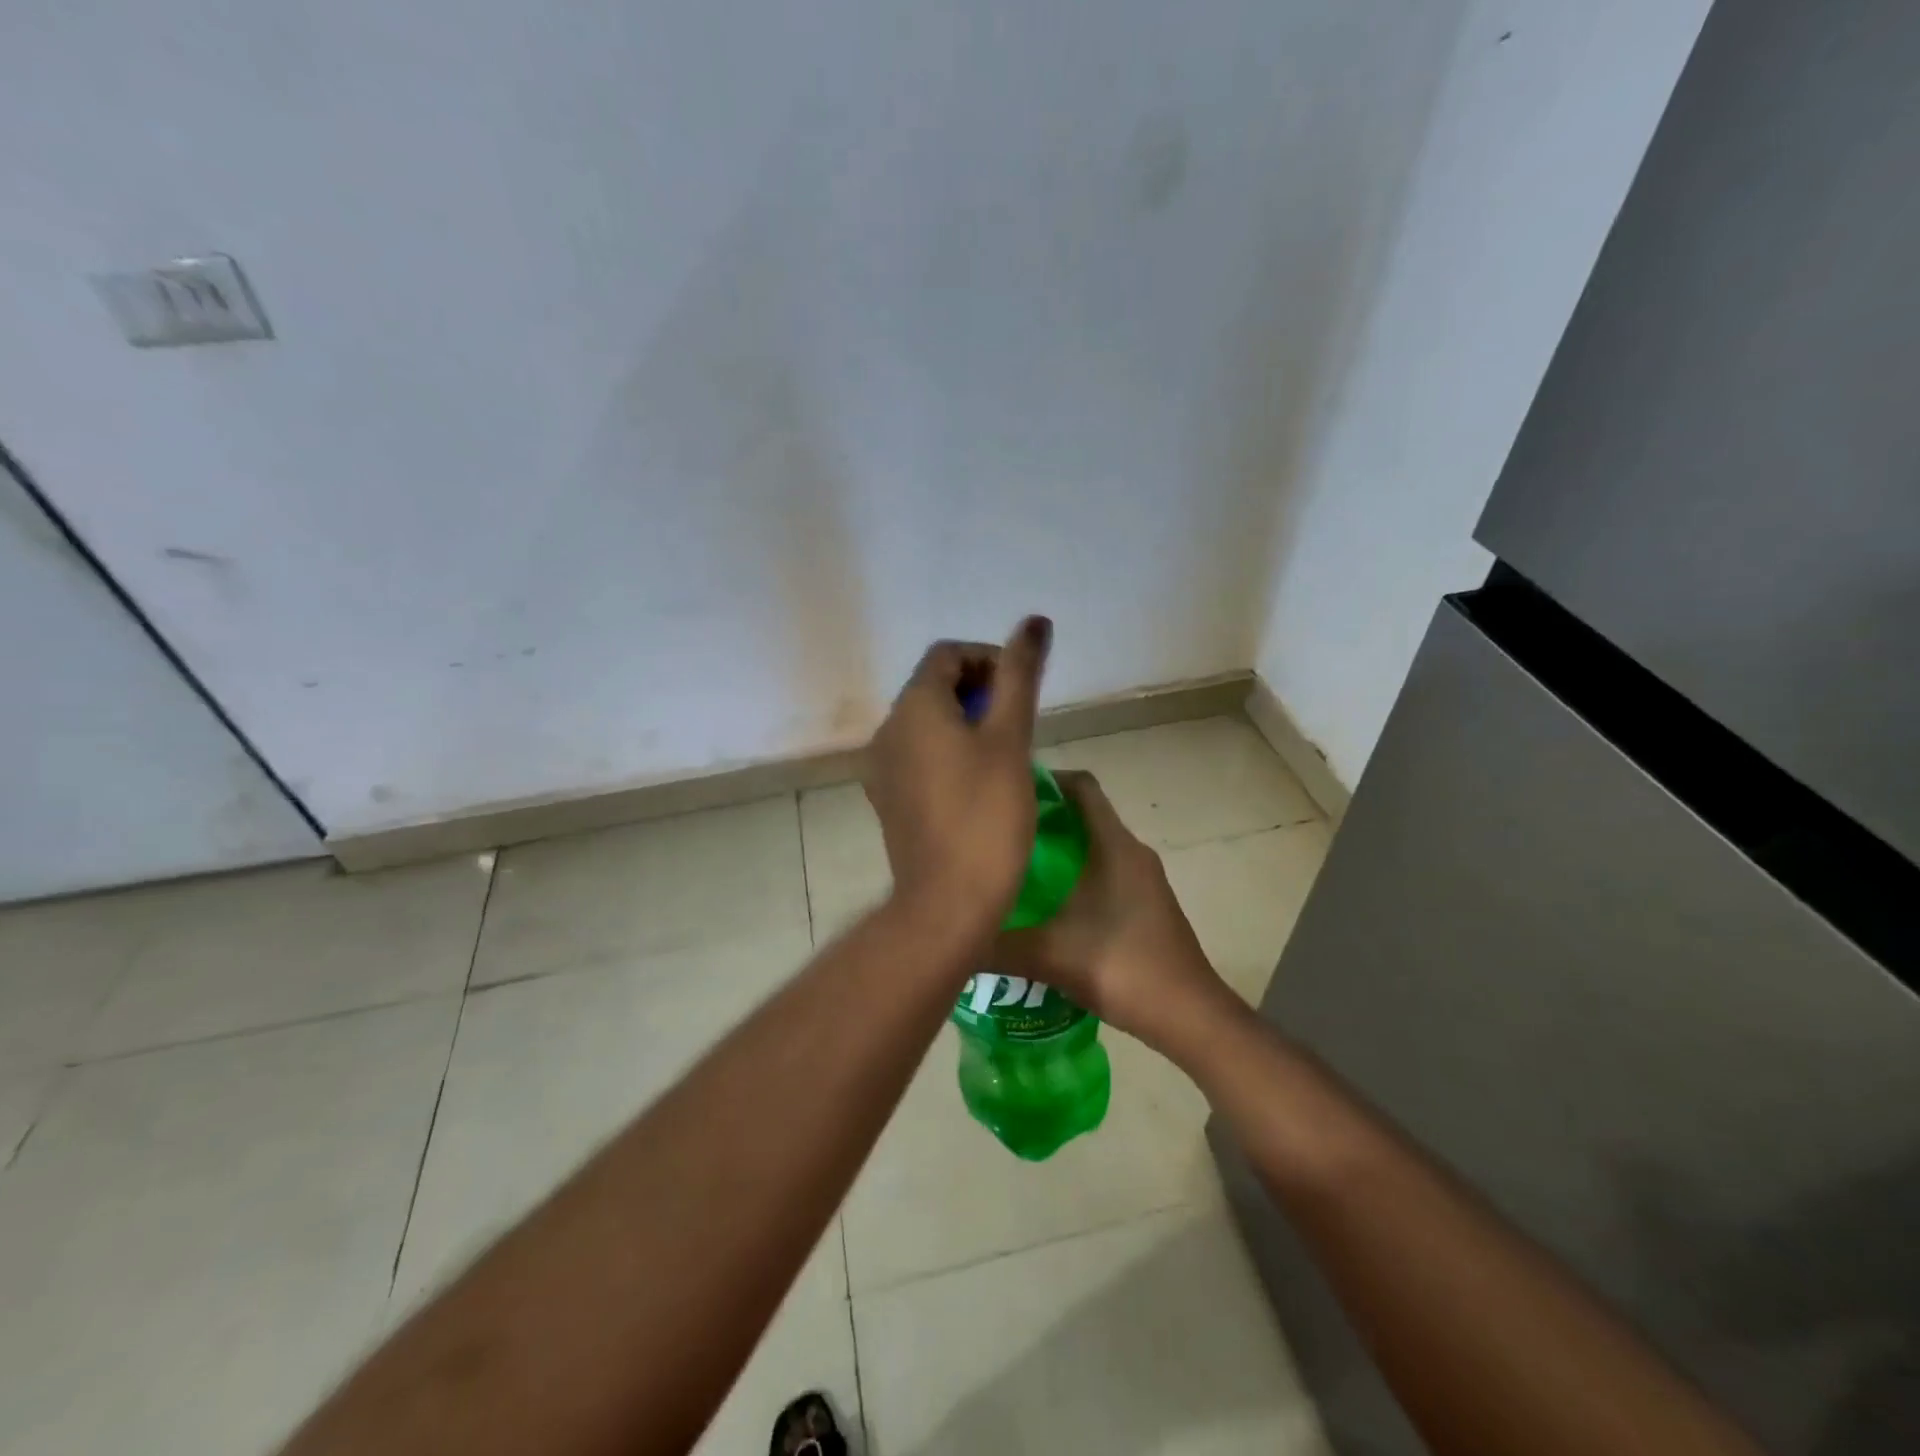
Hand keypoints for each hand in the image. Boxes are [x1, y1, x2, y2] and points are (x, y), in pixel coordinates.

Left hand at [863, 617, 1052, 936]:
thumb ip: (1020, 675)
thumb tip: (1034, 621)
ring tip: (1004, 753)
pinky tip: (978, 783)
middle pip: (934, 686)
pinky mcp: (888, 799)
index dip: (989, 660)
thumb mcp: (1011, 738)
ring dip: (966, 722)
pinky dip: (948, 752)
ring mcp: (882, 768)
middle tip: (1018, 724)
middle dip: (979, 692)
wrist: (947, 902)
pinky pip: (919, 756)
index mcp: (913, 707)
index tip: (1022, 692)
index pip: (947, 654)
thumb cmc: (986, 815)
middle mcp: (887, 730)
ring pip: (926, 723)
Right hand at [990, 771, 1232, 1051]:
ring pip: (1093, 847)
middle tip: (997, 835)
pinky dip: (1074, 876)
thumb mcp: (1051, 956)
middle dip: (1041, 819)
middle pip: (1084, 815)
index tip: (1007, 793)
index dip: (1046, 780)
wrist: (1190, 1017)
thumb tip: (950, 940)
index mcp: (1115, 846)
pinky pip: (1103, 872)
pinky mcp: (1146, 904)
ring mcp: (1143, 880)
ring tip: (1012, 868)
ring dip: (1057, 850)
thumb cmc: (1124, 968)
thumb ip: (996, 946)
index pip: (1082, 787)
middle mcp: (1132, 853)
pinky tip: (1044, 907)